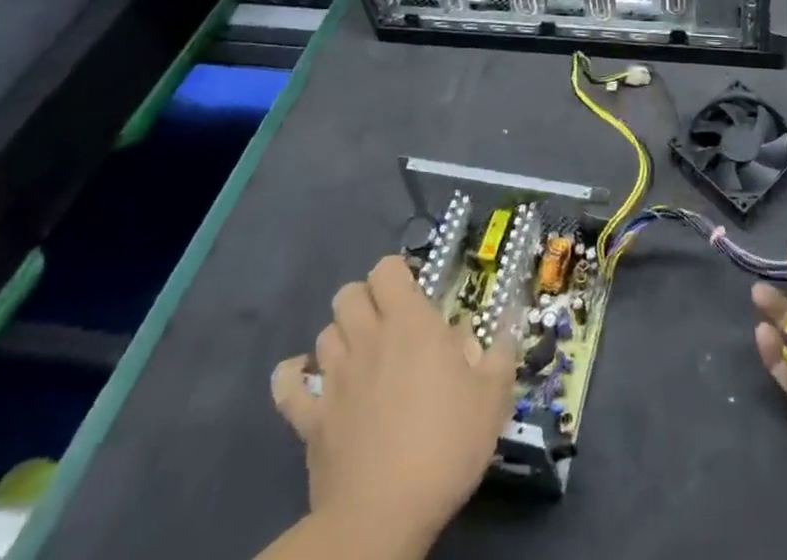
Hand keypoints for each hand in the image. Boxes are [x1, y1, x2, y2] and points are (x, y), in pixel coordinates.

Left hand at [272, 255, 514, 552]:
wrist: (382, 518)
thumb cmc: (444, 446)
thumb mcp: (492, 397)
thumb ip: (497, 353)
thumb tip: (499, 327)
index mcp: (410, 323)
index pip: (387, 269)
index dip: (398, 274)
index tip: (416, 294)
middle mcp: (367, 339)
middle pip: (348, 294)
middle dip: (366, 300)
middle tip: (390, 324)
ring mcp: (333, 379)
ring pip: (324, 332)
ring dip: (342, 336)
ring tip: (361, 356)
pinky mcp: (308, 420)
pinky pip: (287, 385)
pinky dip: (294, 376)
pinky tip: (308, 380)